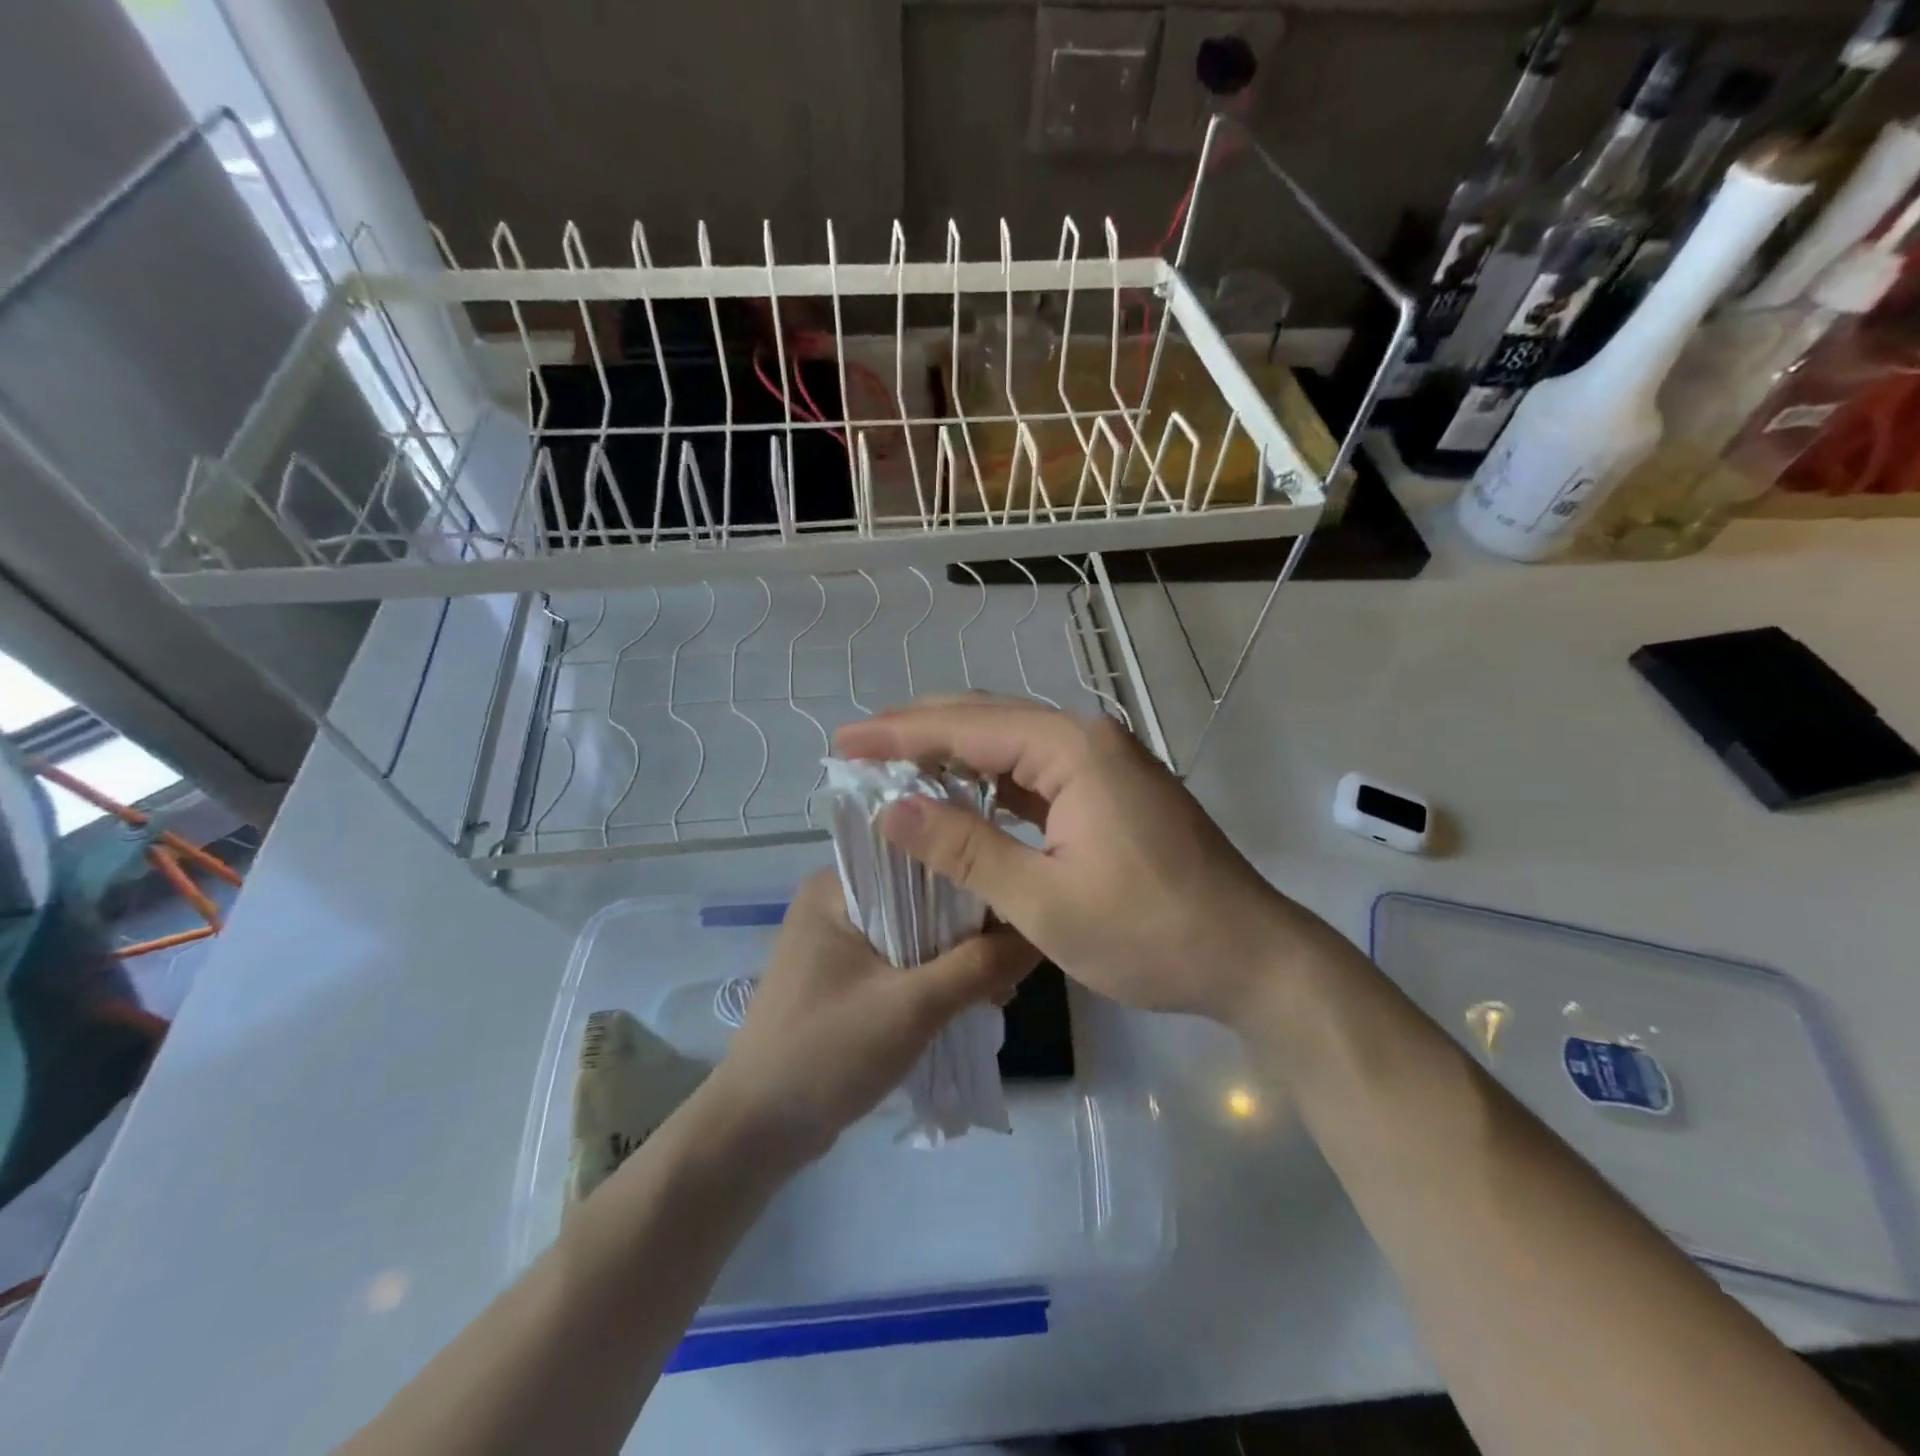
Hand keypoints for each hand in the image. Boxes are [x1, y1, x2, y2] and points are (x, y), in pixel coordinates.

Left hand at [705, 871, 1037, 1162]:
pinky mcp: (846, 977)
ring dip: (957, 956)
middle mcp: (836, 902)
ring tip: (1002, 987)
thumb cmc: (826, 1054)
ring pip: (916, 932)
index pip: (918, 858)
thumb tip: (1039, 934)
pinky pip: (903, 960)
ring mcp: (838, 941)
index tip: (1019, 905)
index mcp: (836, 887)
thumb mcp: (911, 1007)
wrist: (756, 1133)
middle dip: (970, 927)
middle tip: (1017, 958)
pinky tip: (973, 1000)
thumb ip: (978, 966)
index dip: (972, 877)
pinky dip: (936, 976)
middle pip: (920, 896)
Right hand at [835, 696, 1346, 1024]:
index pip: (967, 727)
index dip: (898, 734)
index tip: (843, 743)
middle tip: (860, 748)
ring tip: (895, 763)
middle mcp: (1088, 739)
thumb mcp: (1044, 901)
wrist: (1251, 957)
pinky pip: (1037, 771)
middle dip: (921, 731)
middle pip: (989, 720)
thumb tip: (893, 810)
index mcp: (1073, 750)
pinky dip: (991, 779)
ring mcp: (1105, 762)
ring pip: (1013, 742)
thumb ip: (965, 849)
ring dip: (955, 752)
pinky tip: (960, 792)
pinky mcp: (1111, 790)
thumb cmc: (1150, 933)